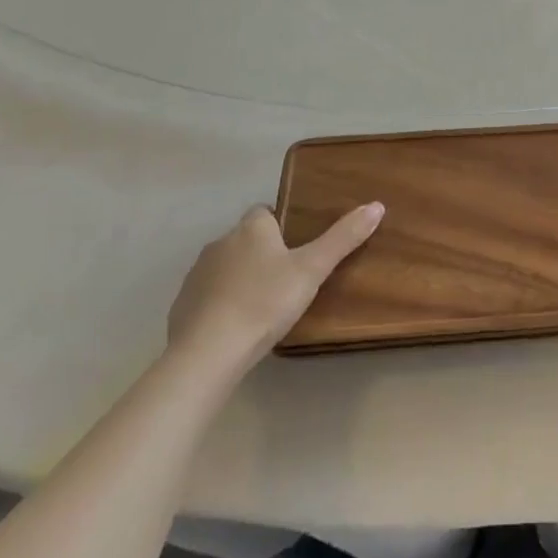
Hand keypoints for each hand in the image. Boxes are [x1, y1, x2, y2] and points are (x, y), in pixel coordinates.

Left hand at [167, 202, 383, 370]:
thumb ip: (343, 238)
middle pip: (245, 239)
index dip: (281, 224)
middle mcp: (220, 243)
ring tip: (264, 304)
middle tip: (289, 277)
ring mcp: (196, 275)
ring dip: (241, 278)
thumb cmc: (265, 302)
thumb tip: (376, 205)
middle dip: (263, 252)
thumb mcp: (312, 269)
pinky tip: (237, 326)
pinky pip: (208, 296)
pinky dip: (221, 304)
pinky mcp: (181, 306)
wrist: (208, 352)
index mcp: (251, 229)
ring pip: (225, 267)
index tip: (298, 246)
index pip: (265, 211)